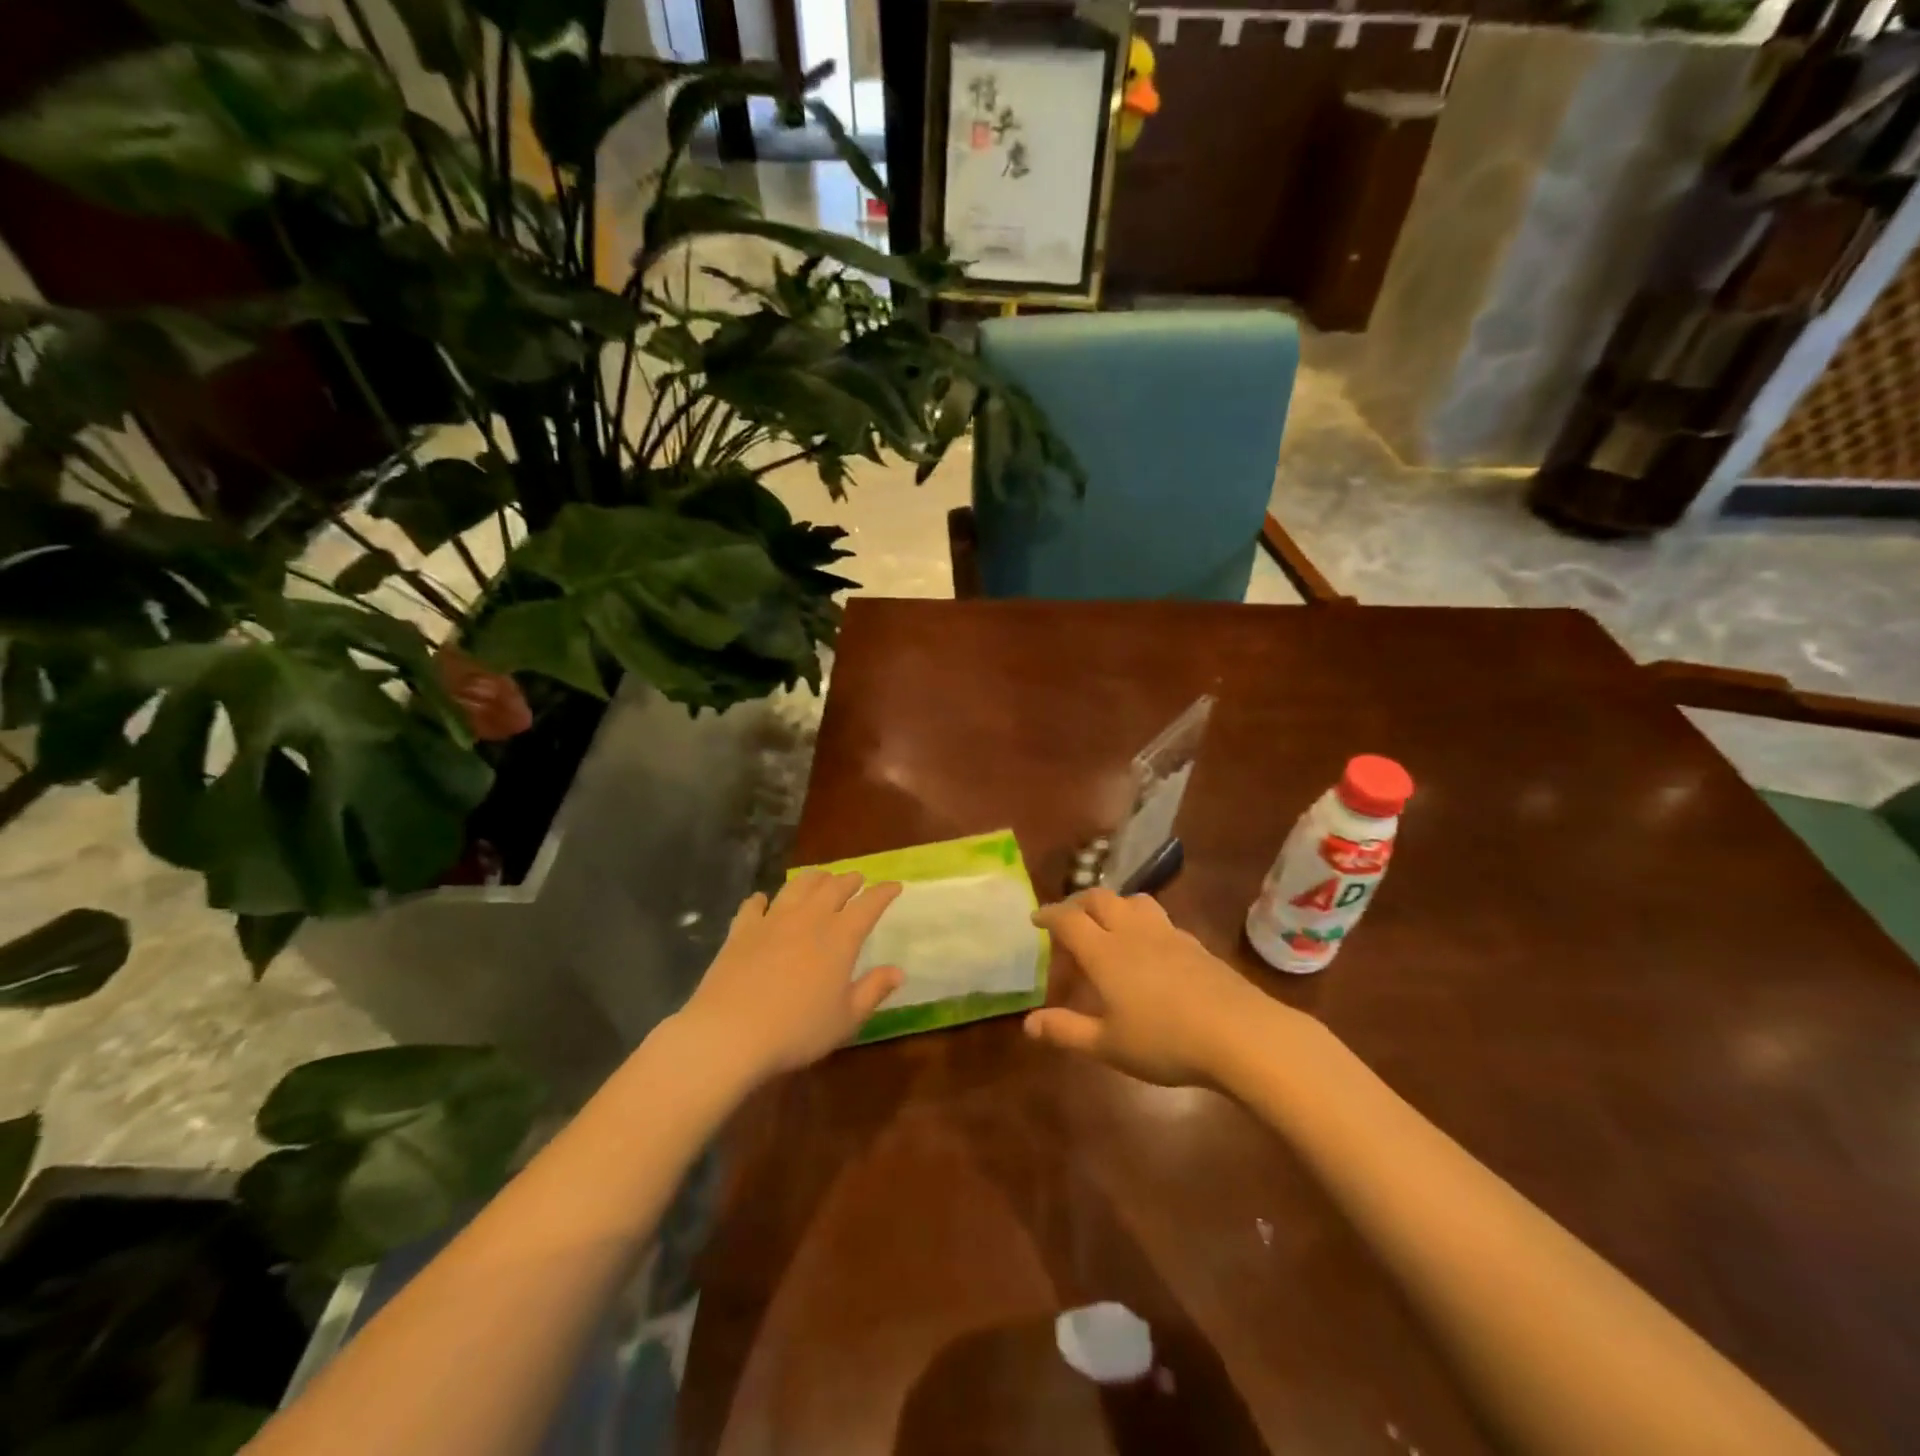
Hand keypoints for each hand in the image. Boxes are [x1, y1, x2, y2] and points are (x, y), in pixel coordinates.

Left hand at [677, 870, 904, 1083]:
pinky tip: (762, 900)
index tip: (894, 886)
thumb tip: (898, 971)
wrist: (730, 1033)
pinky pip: (753, 905)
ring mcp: (772, 920)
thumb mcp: (845, 1019)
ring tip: (821, 878)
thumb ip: (873, 990)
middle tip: (858, 879)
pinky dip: (762, 899)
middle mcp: (809, 918)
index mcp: (840, 937)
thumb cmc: (797, 1030)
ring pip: (798, 886)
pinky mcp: (741, 930)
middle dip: (850, 880)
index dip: (883, 892)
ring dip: (814, 878)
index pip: (868, 905)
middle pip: (834, 887)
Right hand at [1025, 887, 1281, 1087]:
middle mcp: (1132, 932)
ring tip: (1109, 923)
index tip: (1036, 918)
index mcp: (1104, 952)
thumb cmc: (1165, 1041)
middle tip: (1069, 918)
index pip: (1068, 919)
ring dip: (1114, 904)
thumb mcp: (1108, 1045)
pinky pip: (1161, 919)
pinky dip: (1143, 922)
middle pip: (1100, 899)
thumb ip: (1066, 1031)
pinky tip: (1150, 946)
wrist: (1239, 1033)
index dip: (1049, 914)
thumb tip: (1028, 1024)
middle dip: (1079, 902)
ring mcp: (1168, 934)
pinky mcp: (1195, 944)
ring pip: (1134, 901)